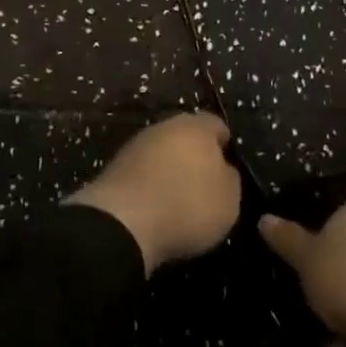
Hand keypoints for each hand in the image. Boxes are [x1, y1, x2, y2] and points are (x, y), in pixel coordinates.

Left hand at [67, 112, 241, 272]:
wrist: (124, 221)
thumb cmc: (187, 205)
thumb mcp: (228, 200)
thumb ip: (229, 178)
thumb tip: (223, 169)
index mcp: (197, 126)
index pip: (217, 126)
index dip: (225, 146)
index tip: (229, 169)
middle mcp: (166, 125)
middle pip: (187, 135)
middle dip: (196, 155)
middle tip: (204, 184)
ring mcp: (138, 143)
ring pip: (163, 151)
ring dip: (171, 168)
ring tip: (179, 198)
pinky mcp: (117, 164)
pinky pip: (144, 170)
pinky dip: (151, 183)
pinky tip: (156, 205)